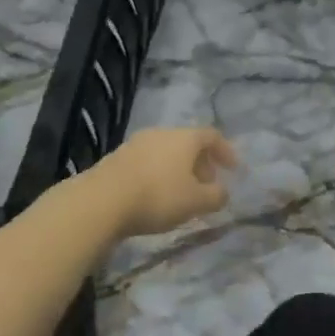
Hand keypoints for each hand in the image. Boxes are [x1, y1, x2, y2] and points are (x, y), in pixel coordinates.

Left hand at [94, 127, 237, 237]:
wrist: (101, 201)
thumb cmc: (157, 196)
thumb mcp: (195, 202)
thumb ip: (215, 196)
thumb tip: (223, 192)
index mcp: (185, 137)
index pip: (212, 136)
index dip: (226, 151)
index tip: (233, 170)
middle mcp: (162, 133)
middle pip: (188, 143)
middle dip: (201, 163)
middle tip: (207, 185)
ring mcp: (136, 143)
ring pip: (166, 152)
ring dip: (178, 170)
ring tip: (181, 194)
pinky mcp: (117, 158)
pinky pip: (147, 162)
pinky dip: (158, 174)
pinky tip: (155, 196)